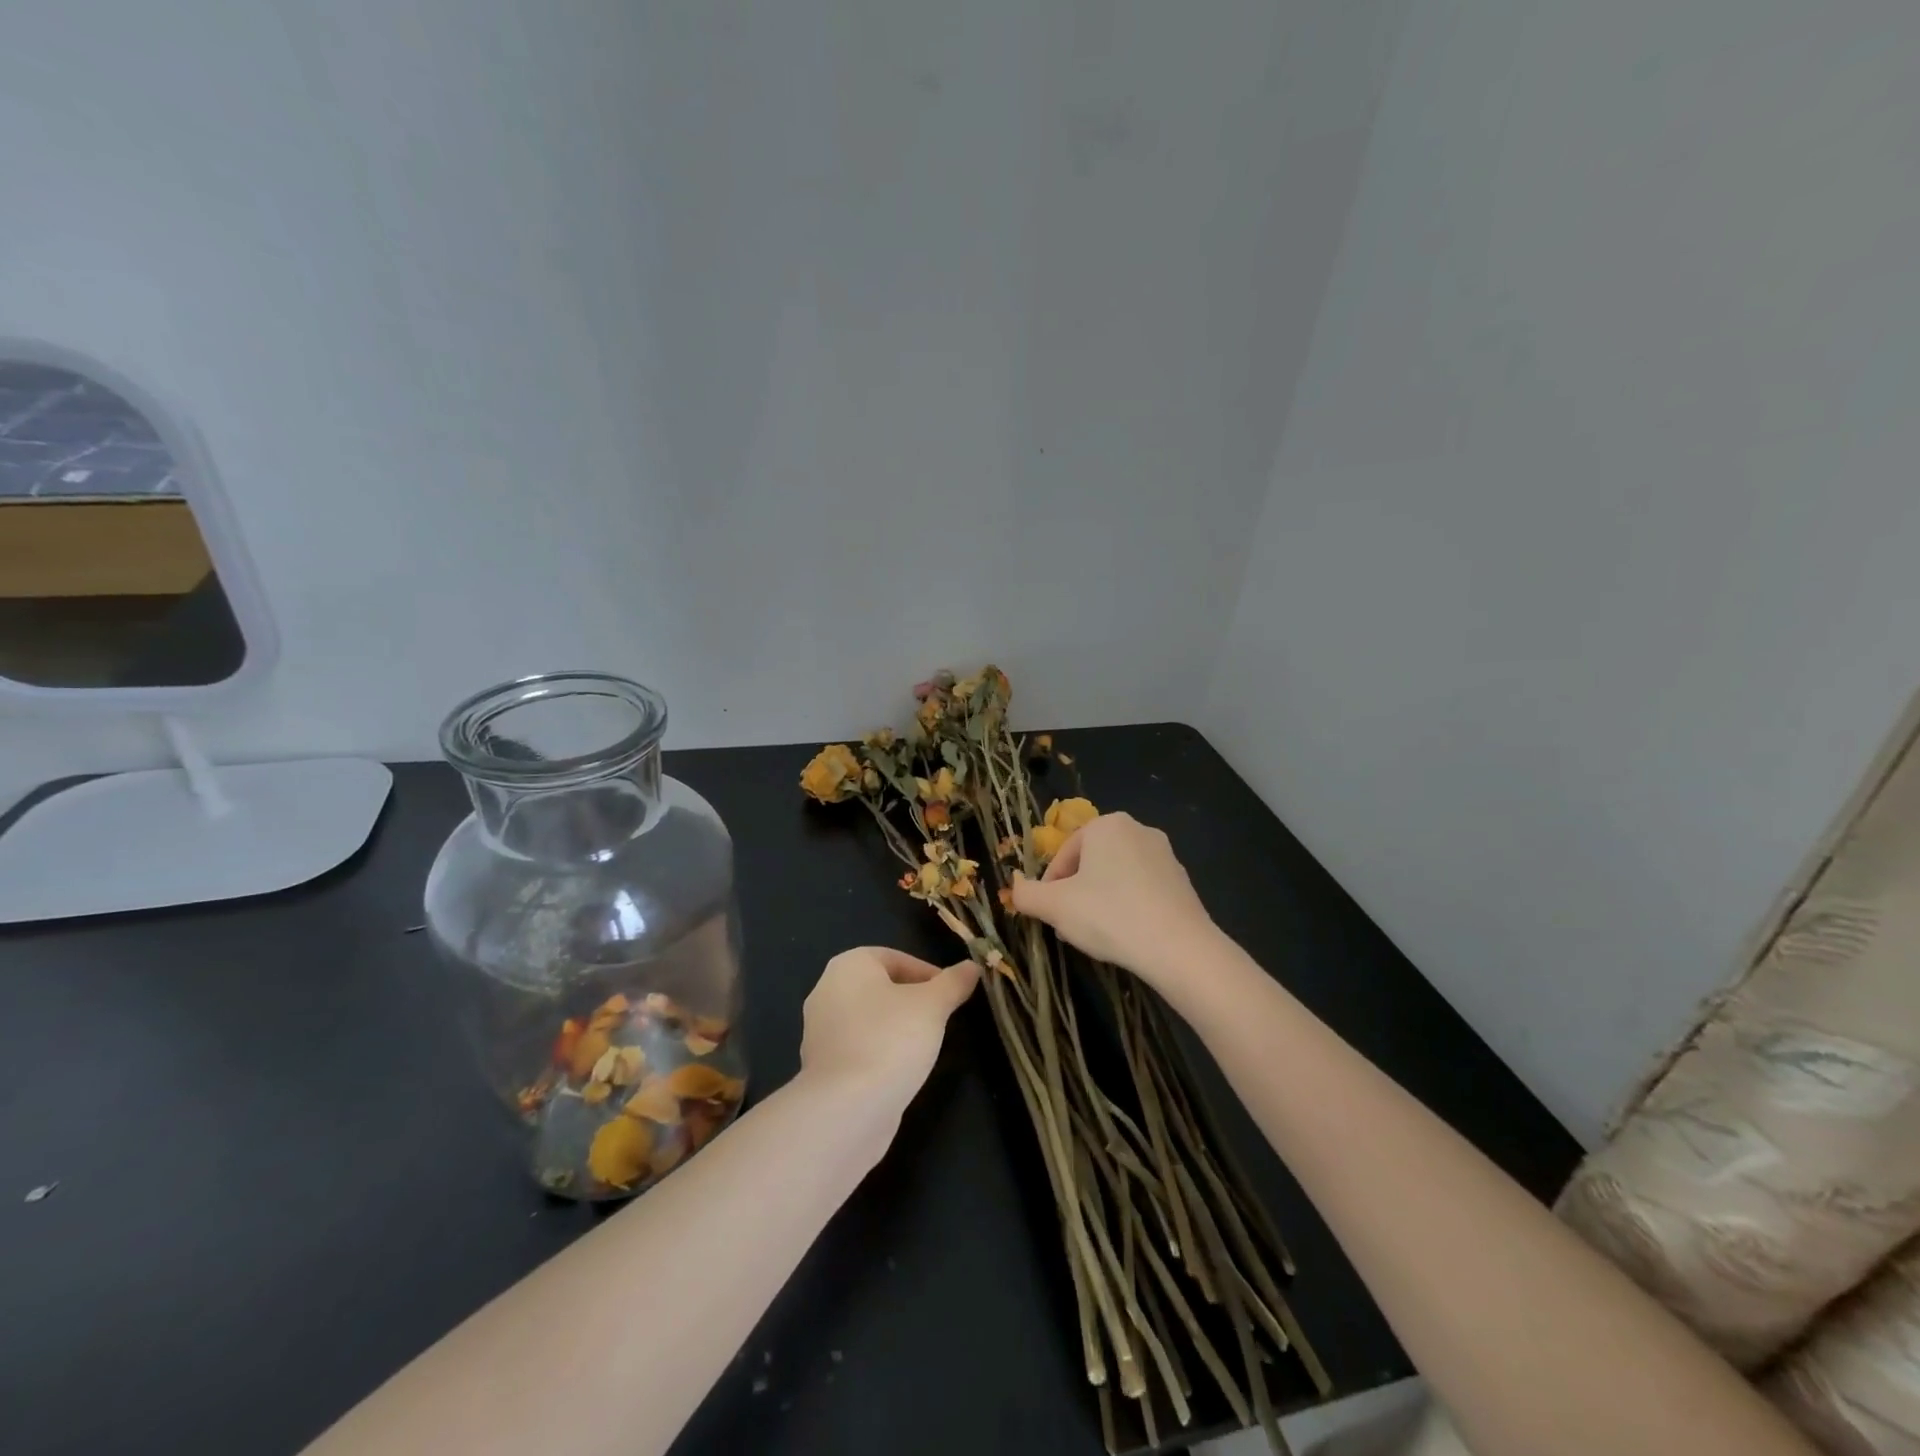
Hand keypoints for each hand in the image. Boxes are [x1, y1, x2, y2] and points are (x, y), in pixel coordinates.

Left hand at [798, 947, 979, 1115]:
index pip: (895, 958)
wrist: (846, 1109)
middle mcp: (827, 990)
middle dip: (912, 1001)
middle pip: (880, 987)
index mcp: (849, 965)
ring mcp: (819, 1031)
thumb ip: (953, 983)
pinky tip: (899, 1071)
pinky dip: (879, 1053)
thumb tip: (971, 967)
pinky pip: (858, 1048)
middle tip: (940, 1019)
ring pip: (869, 1019)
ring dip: (896, 1028)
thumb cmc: (891, 1040)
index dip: (927, 973)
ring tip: (924, 1047)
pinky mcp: (821, 1066)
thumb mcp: (933, 1006)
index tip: (951, 996)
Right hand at [1011, 813, 1216, 986]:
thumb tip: (1014, 889)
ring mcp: (1165, 855)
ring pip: (1117, 877)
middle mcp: (1138, 829)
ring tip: (1096, 934)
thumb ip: (1027, 895)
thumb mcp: (1055, 906)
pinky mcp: (1183, 882)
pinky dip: (1128, 907)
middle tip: (1069, 926)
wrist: (1179, 948)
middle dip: (1075, 893)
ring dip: (1100, 901)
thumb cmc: (1109, 915)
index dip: (1049, 887)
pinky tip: (1126, 936)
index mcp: (1106, 825)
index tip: (1048, 915)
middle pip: (1091, 863)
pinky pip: (1142, 890)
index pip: (1063, 854)